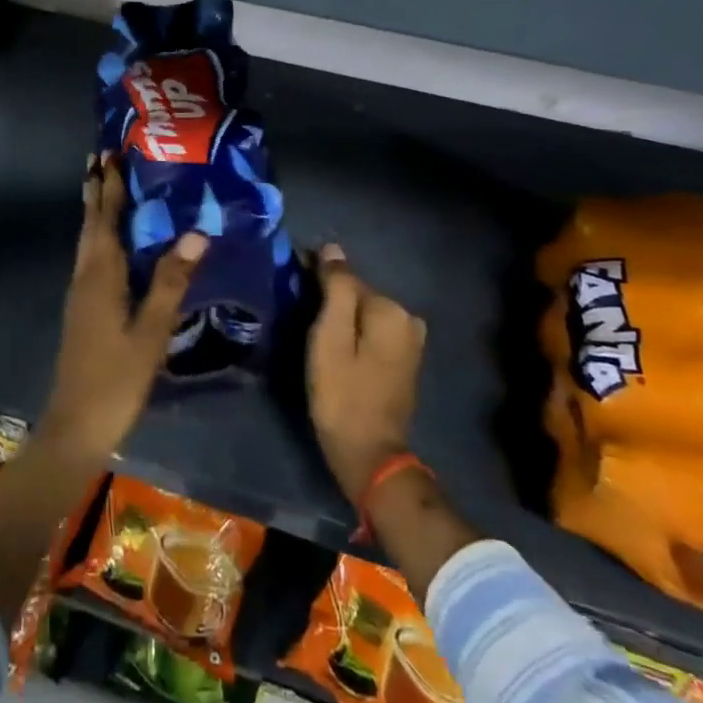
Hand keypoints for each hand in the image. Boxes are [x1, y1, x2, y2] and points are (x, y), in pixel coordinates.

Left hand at [40, 155, 207, 460]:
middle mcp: (86, 276)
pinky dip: (98, 237)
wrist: (76, 425)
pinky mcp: (82, 309)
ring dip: (94, 211)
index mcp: (101, 276)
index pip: (106, 219)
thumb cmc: (117, 379)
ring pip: (87, 241)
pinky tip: (111, 244)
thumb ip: (172, 281)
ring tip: (104, 187)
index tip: (109, 154)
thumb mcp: (151, 331)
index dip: (110, 186)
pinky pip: (90, 258)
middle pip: (90, 224)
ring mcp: (80, 294)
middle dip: (96, 190)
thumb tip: (196, 232)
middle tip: (100, 158)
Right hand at [307, 243, 427, 503]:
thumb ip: (335, 288)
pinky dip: (354, 333)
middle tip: (299, 314)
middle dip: (330, 298)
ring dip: (341, 317)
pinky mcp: (405, 360)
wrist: (369, 454)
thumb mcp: (330, 337)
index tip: (291, 288)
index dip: (315, 279)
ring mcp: (411, 342)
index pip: (346, 277)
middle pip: (357, 295)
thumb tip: (332, 248)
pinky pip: (373, 332)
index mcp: (390, 309)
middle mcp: (408, 318)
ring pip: (364, 314)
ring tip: (312, 331)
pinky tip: (336, 348)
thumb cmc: (342, 394)